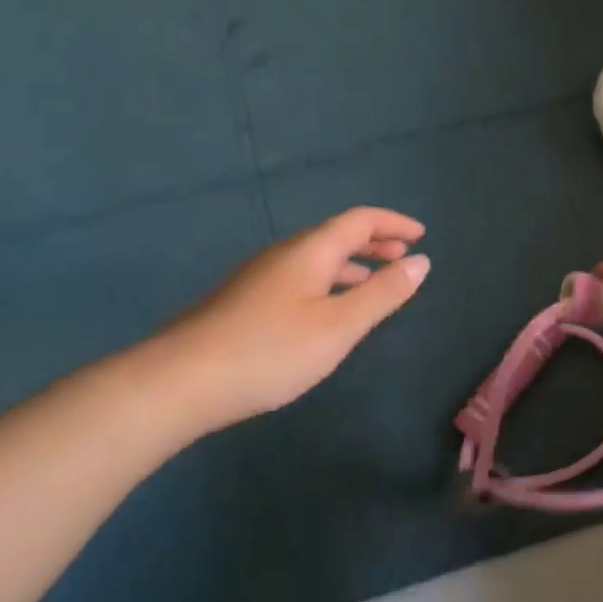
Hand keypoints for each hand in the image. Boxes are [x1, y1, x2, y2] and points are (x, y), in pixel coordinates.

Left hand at [121, 206, 429, 444]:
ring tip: (375, 285)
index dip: (394, 223)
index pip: (360, 220)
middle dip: (375, 242)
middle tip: (404, 257)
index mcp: (310, 250)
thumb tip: (421, 261)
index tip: (422, 236)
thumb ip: (382, 294)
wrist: (180, 381)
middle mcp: (284, 254)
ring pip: (316, 260)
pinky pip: (300, 278)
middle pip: (336, 235)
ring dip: (352, 266)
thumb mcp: (338, 326)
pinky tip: (326, 314)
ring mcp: (259, 278)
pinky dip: (328, 284)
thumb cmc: (270, 350)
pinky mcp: (244, 302)